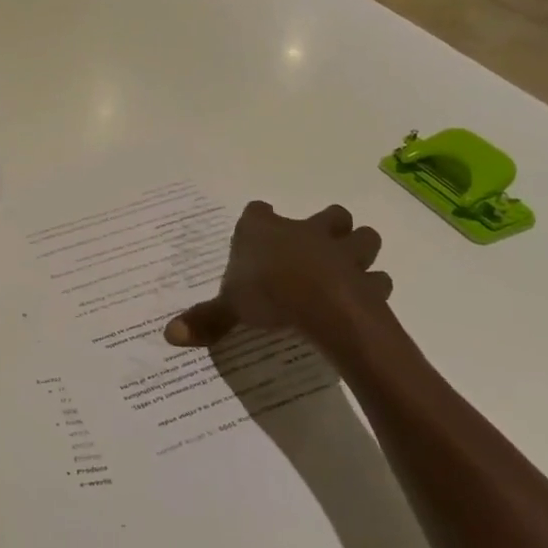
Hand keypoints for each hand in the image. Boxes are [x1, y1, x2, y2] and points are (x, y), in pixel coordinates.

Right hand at [165, 203, 401, 369]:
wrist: (322, 306)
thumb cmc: (268, 293)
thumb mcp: (230, 307)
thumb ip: (206, 318)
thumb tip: (169, 335)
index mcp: (265, 231)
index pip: (258, 212)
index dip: (258, 221)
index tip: (256, 232)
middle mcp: (306, 232)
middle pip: (329, 215)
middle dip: (329, 227)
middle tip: (318, 247)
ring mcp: (341, 252)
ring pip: (365, 238)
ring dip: (360, 251)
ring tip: (348, 270)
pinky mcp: (367, 279)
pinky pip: (378, 280)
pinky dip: (374, 288)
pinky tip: (365, 301)